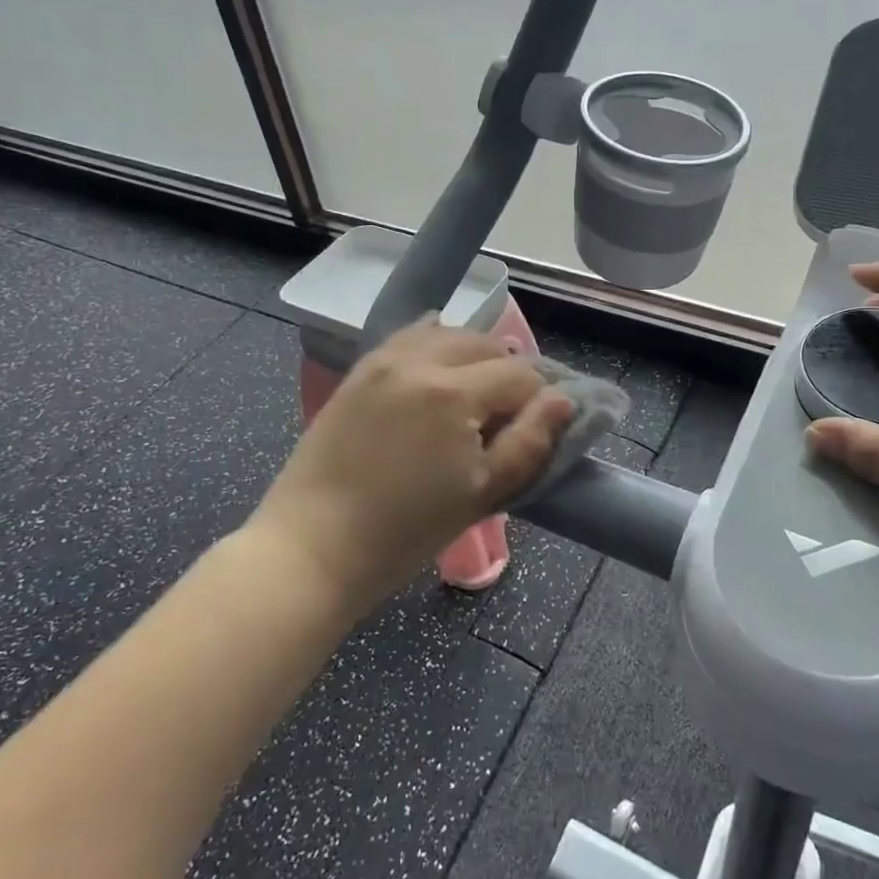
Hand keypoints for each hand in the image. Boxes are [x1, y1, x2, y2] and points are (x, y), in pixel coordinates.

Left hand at [254, 322, 573, 608]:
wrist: (315, 544)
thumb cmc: (407, 530)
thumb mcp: (483, 493)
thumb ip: (530, 441)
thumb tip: (563, 399)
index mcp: (455, 392)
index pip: (520, 375)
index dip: (537, 400)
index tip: (532, 430)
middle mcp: (420, 361)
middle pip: (487, 344)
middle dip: (507, 373)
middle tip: (504, 416)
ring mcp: (384, 360)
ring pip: (449, 334)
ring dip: (473, 356)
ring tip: (473, 394)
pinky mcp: (360, 370)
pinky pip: (409, 337)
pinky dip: (434, 344)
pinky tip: (438, 368)